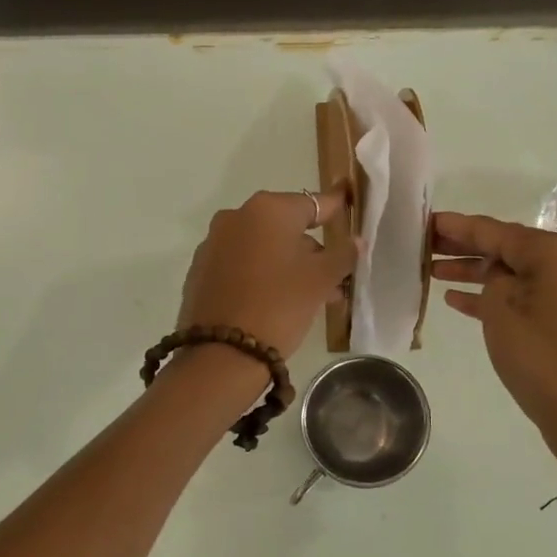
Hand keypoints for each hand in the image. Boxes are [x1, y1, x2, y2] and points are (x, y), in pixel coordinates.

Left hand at [177, 189, 356, 358]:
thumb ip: (342, 255)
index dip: (335, 210)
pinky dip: (262, 276)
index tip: (349, 208)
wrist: (222, 353)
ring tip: (312, 298)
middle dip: (312, 251)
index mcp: (268, 210)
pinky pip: (242, 265)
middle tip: (334, 278)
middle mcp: (236, 217)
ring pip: (264, 248)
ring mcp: (214, 243)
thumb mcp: (320, 281)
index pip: (313, 204)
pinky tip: (277, 302)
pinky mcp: (201, 271)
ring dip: (289, 266)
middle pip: (286, 227)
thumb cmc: (279, 306)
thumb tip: (356, 241)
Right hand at [433, 211, 556, 474]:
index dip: (456, 226)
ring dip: (471, 271)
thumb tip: (494, 275)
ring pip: (508, 273)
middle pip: (503, 247)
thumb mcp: (501, 308)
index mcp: (550, 253)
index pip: (493, 230)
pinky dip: (488, 296)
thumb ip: (490, 279)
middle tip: (423, 243)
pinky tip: (455, 299)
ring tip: (430, 270)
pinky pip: (517, 297)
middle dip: (462, 245)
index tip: (425, 220)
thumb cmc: (539, 354)